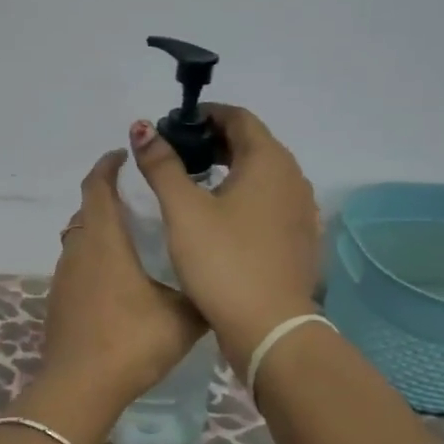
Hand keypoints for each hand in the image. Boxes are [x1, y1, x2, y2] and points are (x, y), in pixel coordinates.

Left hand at [32, 150, 207, 443]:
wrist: (80, 386)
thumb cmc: (132, 341)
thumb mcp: (182, 316)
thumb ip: (199, 292)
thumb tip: (217, 282)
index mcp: (104, 240)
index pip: (98, 186)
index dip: (109, 166)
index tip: (125, 155)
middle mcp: (78, 249)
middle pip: (87, 210)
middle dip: (108, 197)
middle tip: (141, 199)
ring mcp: (64, 276)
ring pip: (80, 238)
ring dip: (100, 229)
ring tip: (134, 238)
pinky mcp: (59, 300)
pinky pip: (77, 265)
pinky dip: (94, 258)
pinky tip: (119, 281)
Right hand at [127, 106, 322, 368]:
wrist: (269, 328)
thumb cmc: (223, 261)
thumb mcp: (183, 210)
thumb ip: (161, 165)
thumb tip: (142, 128)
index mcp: (269, 161)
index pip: (238, 117)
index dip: (204, 115)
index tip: (172, 127)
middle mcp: (293, 178)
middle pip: (252, 144)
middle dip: (213, 142)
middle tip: (175, 154)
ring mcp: (301, 211)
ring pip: (262, 175)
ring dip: (229, 169)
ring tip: (192, 184)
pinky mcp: (299, 239)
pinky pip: (269, 202)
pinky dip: (244, 197)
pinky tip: (219, 218)